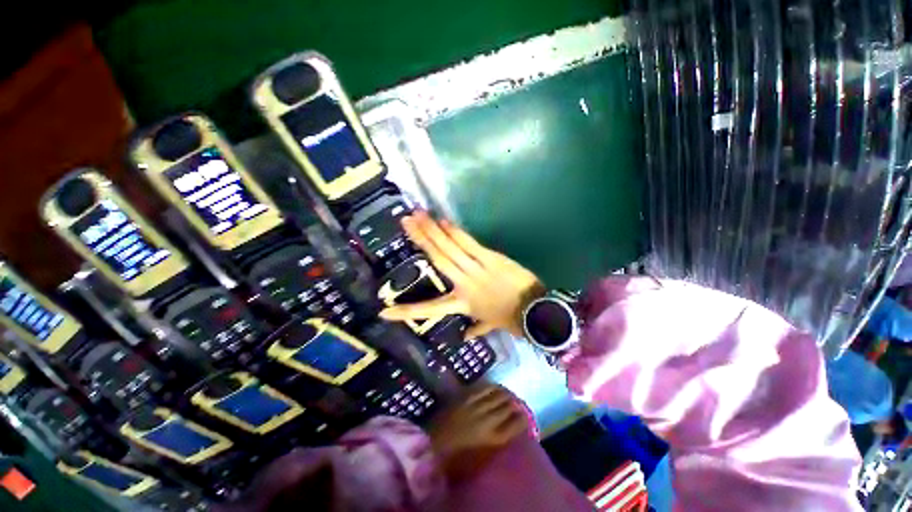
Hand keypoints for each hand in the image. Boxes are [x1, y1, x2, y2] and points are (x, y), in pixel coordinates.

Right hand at [379, 211, 543, 338]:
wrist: (536, 310)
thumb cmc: (511, 318)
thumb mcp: (490, 326)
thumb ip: (475, 330)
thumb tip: (464, 338)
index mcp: (461, 305)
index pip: (430, 309)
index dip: (407, 312)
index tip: (385, 311)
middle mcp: (463, 285)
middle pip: (438, 260)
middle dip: (420, 239)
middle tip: (405, 222)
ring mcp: (476, 270)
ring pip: (449, 249)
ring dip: (433, 230)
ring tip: (419, 215)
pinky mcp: (490, 259)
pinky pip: (469, 244)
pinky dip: (455, 233)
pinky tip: (443, 221)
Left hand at [428, 384, 531, 481]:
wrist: (434, 445)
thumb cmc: (458, 459)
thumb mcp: (483, 457)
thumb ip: (497, 441)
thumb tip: (508, 429)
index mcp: (495, 438)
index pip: (517, 424)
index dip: (523, 419)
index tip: (524, 417)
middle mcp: (489, 419)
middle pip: (509, 407)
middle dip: (515, 404)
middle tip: (518, 404)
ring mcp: (478, 405)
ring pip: (498, 395)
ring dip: (506, 394)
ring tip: (509, 394)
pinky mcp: (467, 397)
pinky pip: (485, 388)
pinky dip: (493, 387)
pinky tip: (497, 387)